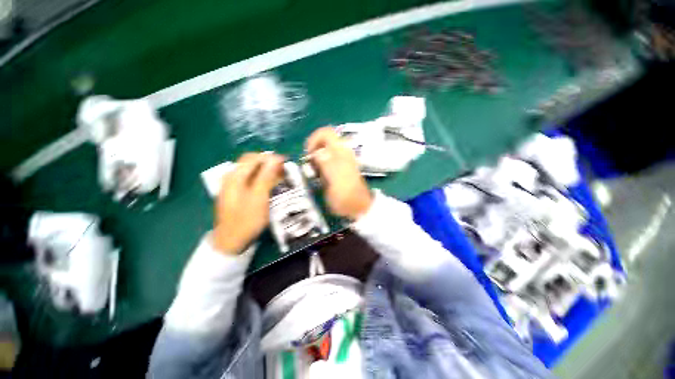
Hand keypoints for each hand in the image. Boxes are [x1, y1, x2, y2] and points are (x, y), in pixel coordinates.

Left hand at [212, 153, 284, 253]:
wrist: (231, 241)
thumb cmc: (246, 220)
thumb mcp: (259, 197)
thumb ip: (266, 176)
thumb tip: (276, 158)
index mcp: (235, 176)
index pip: (253, 158)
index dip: (270, 157)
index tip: (285, 162)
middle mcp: (231, 177)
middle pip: (251, 163)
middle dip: (268, 163)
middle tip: (283, 169)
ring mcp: (232, 186)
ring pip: (251, 171)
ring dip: (266, 171)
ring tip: (280, 177)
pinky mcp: (236, 193)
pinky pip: (250, 180)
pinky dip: (261, 179)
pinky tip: (270, 186)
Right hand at [306, 127, 372, 219]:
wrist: (358, 206)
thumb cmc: (345, 196)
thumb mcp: (334, 180)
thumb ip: (326, 163)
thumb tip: (318, 152)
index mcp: (341, 152)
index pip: (326, 132)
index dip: (313, 139)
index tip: (308, 154)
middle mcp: (342, 152)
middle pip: (323, 141)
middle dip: (313, 150)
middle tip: (309, 165)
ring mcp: (342, 159)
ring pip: (324, 150)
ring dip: (316, 158)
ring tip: (313, 172)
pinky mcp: (341, 167)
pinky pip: (327, 159)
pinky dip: (320, 164)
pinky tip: (319, 176)